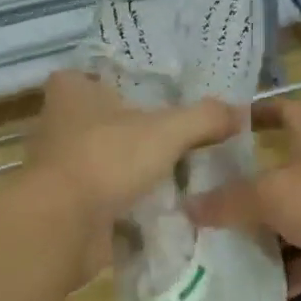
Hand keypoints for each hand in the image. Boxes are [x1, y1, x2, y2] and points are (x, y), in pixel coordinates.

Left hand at [25, 70, 237, 231]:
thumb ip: (205, 117)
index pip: (109, 73)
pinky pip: (110, 194)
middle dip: (146, 130)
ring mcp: (63, 165)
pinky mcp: (69, 202)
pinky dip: (133, 200)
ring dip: (141, 168)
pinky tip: (168, 204)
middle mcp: (61, 122)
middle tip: (191, 134)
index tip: (175, 95)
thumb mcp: (167, 130)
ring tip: (187, 171)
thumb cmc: (107, 159)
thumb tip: (240, 112)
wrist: (62, 227)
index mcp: (73, 89)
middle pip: (114, 119)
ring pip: (113, 158)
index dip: (141, 83)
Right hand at [185, 98, 300, 300]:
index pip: (284, 111)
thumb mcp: (272, 195)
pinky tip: (255, 285)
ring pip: (293, 217)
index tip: (220, 126)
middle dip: (246, 183)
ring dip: (263, 231)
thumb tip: (187, 206)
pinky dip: (287, 271)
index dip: (255, 113)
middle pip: (281, 169)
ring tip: (218, 243)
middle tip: (203, 195)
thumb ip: (229, 200)